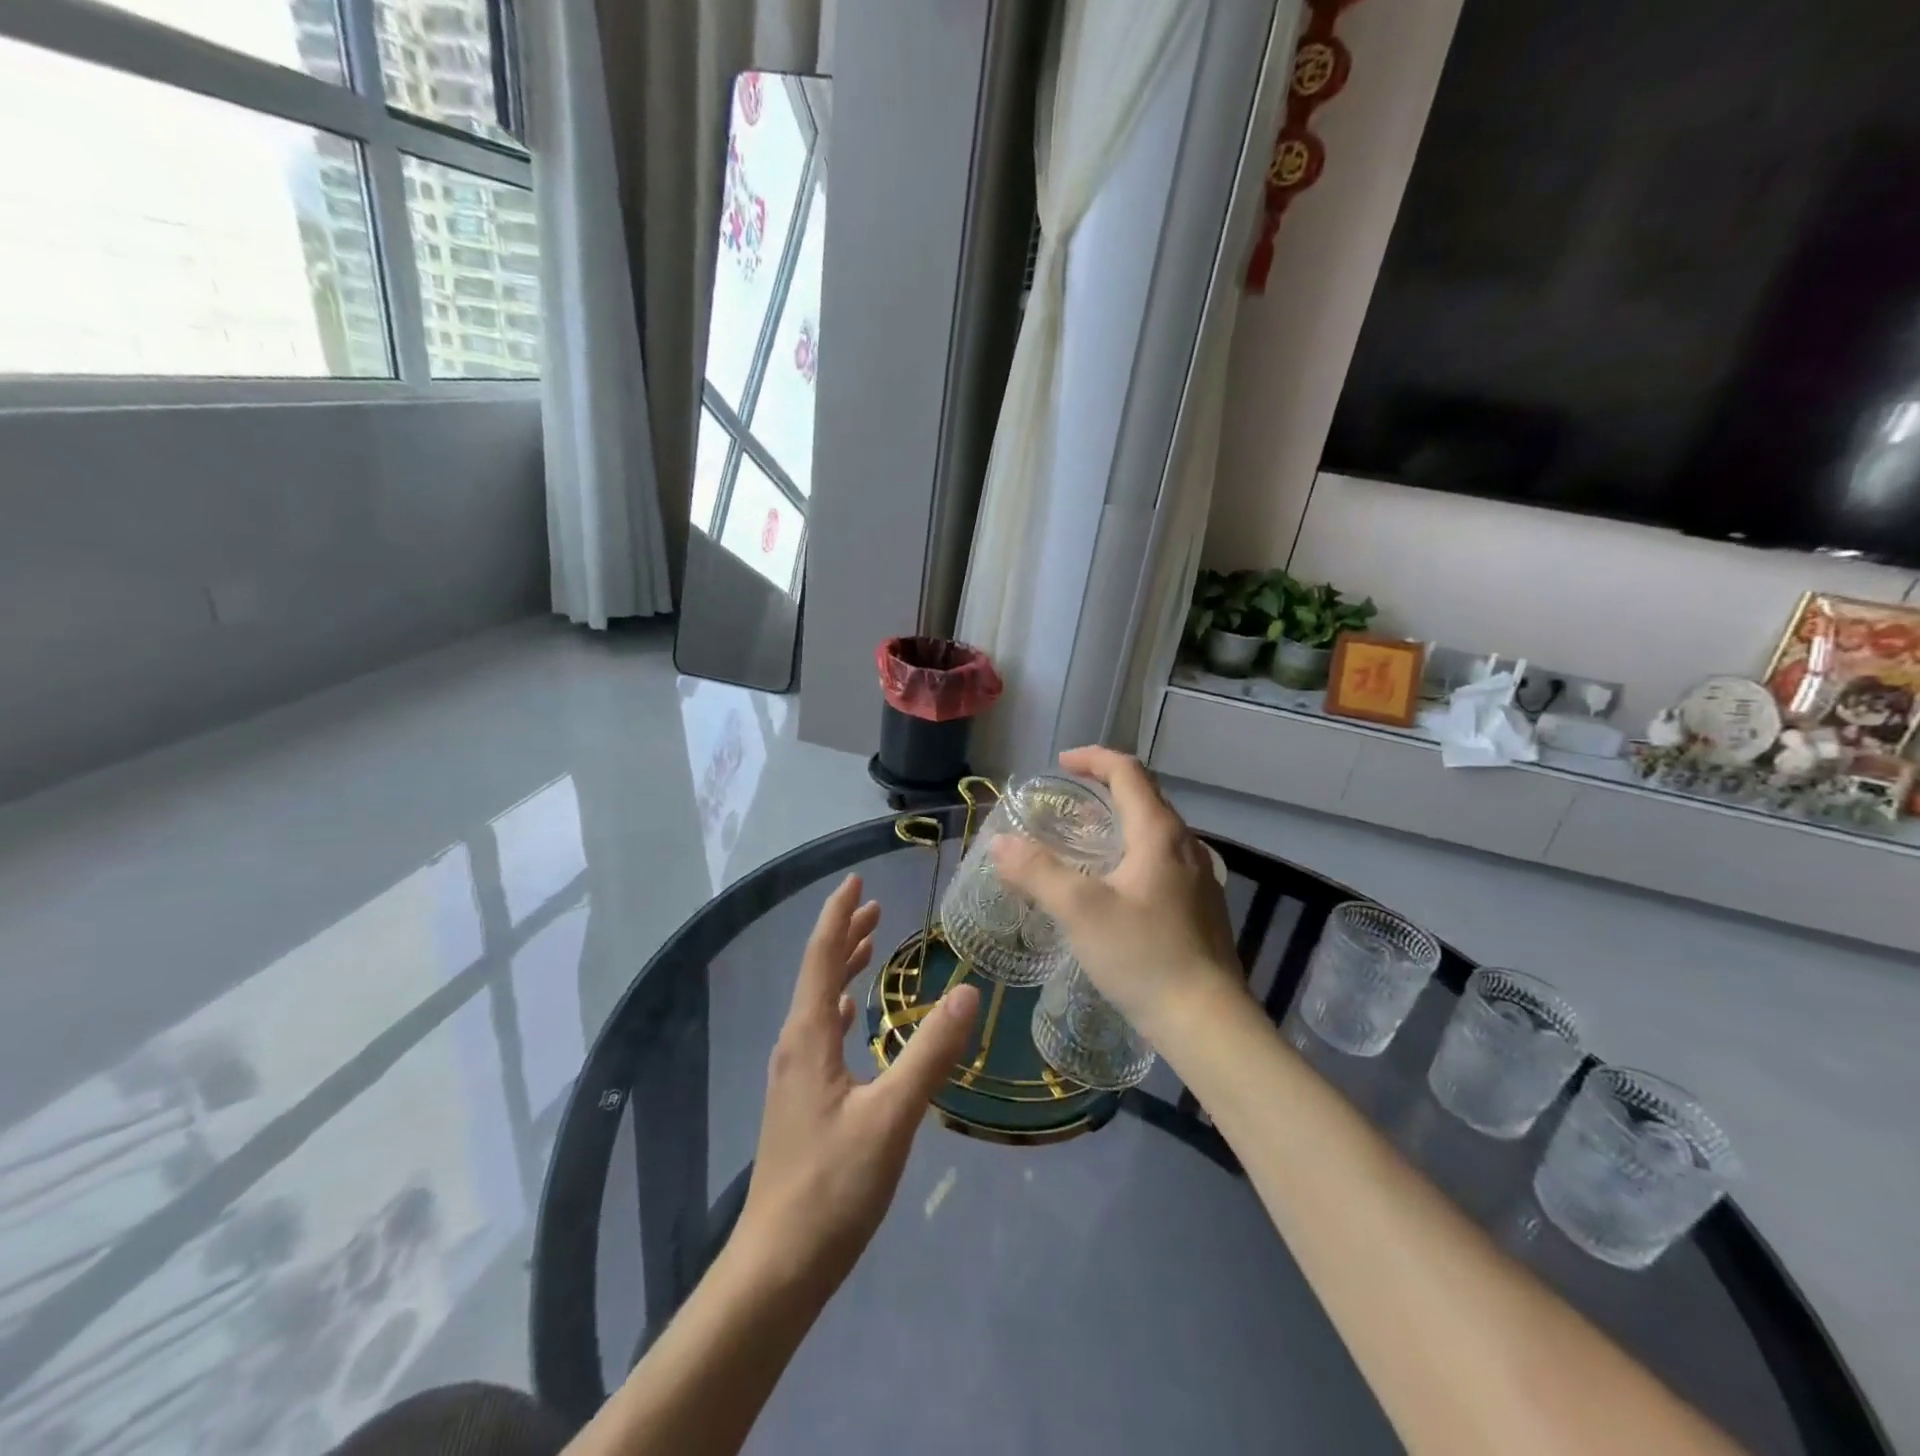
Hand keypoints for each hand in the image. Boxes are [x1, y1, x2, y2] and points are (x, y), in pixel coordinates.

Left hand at [732, 874, 979, 1299]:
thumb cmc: (832, 1188)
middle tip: (874, 905)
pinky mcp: (802, 1101)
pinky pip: (822, 1033)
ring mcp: (795, 1075)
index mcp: (808, 1037)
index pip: (822, 957)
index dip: (839, 914)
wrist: (777, 1268)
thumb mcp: (891, 1117)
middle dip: (844, 934)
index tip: (857, 879)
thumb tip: (967, 992)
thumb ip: (930, 1054)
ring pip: (819, 1002)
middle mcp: (795, 1046)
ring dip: (842, 968)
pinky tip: (852, 1016)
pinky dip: (841, 1006)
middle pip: (818, 974)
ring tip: (868, 944)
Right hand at [993, 746, 1244, 1040]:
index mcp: (1160, 833)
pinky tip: (1113, 887)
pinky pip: (1162, 860)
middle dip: (1105, 787)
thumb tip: (1001, 843)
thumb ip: (1037, 872)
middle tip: (1067, 800)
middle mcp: (1185, 846)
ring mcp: (1199, 878)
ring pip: (1155, 831)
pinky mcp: (1201, 907)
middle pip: (1145, 797)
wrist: (1208, 1023)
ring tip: (1084, 842)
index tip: (1060, 764)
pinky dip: (1132, 852)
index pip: (1128, 772)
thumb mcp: (1080, 911)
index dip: (1093, 759)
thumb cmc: (1144, 956)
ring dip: (1120, 821)